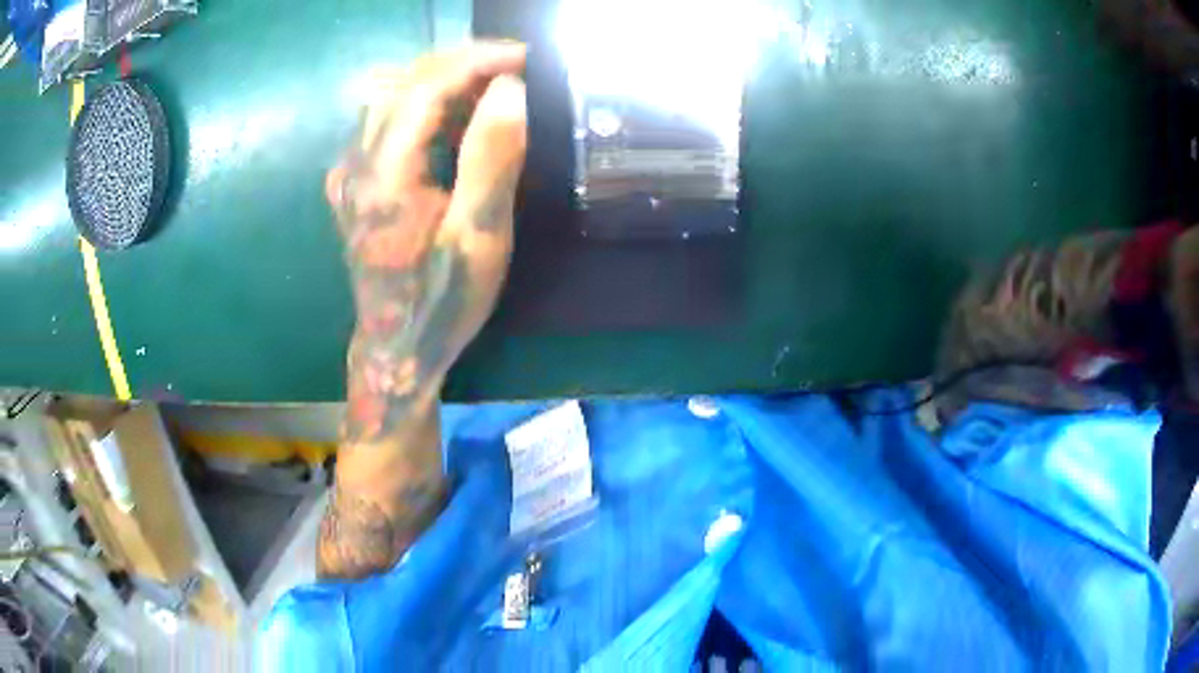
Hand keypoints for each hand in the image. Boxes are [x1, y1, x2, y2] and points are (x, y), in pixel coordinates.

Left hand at [318, 43, 527, 579]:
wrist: (395, 349)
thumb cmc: (442, 300)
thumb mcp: (478, 237)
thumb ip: (491, 158)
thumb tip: (510, 88)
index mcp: (384, 176)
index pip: (425, 88)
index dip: (475, 61)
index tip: (523, 56)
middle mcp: (356, 164)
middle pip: (402, 83)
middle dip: (460, 62)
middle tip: (513, 65)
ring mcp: (349, 172)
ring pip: (390, 96)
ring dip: (441, 78)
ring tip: (490, 84)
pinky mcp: (354, 181)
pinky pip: (385, 120)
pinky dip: (424, 103)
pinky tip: (455, 114)